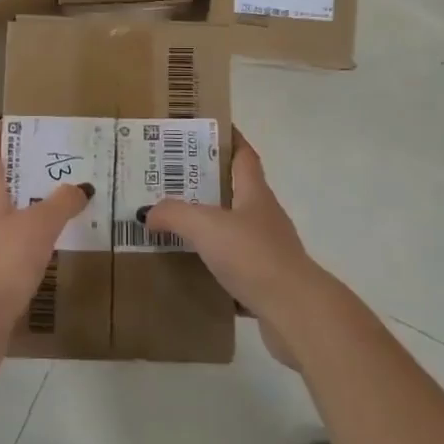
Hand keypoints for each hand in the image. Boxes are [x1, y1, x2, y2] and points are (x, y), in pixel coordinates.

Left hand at [0, 122, 90, 374]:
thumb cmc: (2, 261)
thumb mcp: (39, 226)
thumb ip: (61, 203)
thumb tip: (81, 187)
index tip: (18, 120)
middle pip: (0, 181)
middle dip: (26, 169)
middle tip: (61, 159)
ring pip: (9, 213)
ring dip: (32, 204)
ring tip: (66, 199)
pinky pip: (15, 243)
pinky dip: (33, 236)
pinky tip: (57, 242)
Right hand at [137, 130, 325, 355]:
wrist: (296, 314)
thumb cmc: (253, 256)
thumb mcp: (206, 227)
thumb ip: (174, 214)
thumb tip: (148, 212)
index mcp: (255, 194)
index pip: (244, 155)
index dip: (229, 139)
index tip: (206, 130)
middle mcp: (265, 217)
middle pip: (236, 192)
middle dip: (207, 185)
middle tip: (171, 181)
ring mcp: (269, 251)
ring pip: (235, 232)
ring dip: (210, 228)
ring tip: (175, 228)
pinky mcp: (267, 284)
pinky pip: (236, 269)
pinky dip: (216, 268)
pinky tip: (193, 275)